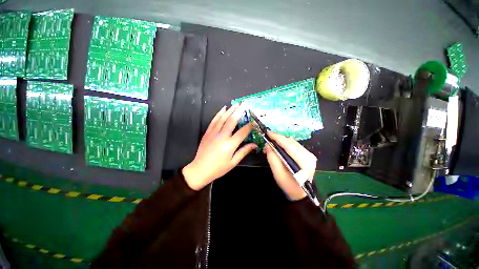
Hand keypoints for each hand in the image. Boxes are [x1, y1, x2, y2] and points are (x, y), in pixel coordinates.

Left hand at [183, 104, 256, 189]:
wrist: (200, 169)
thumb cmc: (218, 168)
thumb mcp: (233, 162)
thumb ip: (244, 151)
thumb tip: (254, 144)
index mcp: (230, 144)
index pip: (243, 132)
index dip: (250, 125)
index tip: (254, 120)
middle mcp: (222, 136)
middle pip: (232, 120)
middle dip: (239, 111)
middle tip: (245, 104)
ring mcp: (213, 133)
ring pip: (223, 118)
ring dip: (230, 110)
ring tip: (236, 104)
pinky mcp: (208, 132)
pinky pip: (214, 120)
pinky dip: (219, 113)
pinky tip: (223, 108)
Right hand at [265, 132, 316, 200]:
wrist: (301, 193)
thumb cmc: (289, 186)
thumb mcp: (278, 174)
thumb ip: (273, 159)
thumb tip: (268, 145)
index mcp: (303, 161)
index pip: (288, 145)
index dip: (277, 137)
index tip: (267, 133)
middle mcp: (308, 155)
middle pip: (290, 142)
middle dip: (278, 139)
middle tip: (267, 141)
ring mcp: (309, 154)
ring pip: (292, 142)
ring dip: (281, 141)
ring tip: (272, 145)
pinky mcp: (307, 154)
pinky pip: (294, 145)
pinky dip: (285, 144)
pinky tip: (279, 148)